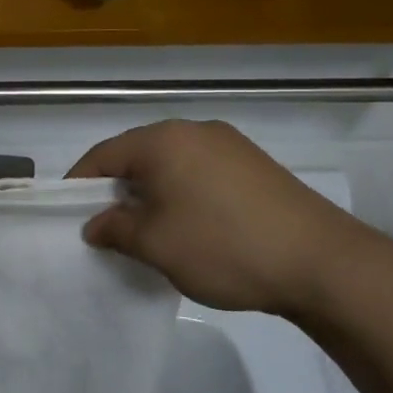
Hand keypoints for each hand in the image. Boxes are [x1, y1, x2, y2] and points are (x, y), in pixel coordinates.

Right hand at [68, 120, 384, 317]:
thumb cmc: (223, 246)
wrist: (322, 262)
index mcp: (163, 140)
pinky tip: (191, 227)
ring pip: (171, 164)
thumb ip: (115, 229)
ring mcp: (229, 145)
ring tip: (149, 232)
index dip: (80, 185)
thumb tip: (95, 224)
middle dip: (117, 190)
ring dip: (152, 193)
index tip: (70, 216)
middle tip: (108, 228)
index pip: (103, 155)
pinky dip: (183, 194)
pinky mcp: (255, 165)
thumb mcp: (156, 244)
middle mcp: (194, 130)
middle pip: (138, 155)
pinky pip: (201, 172)